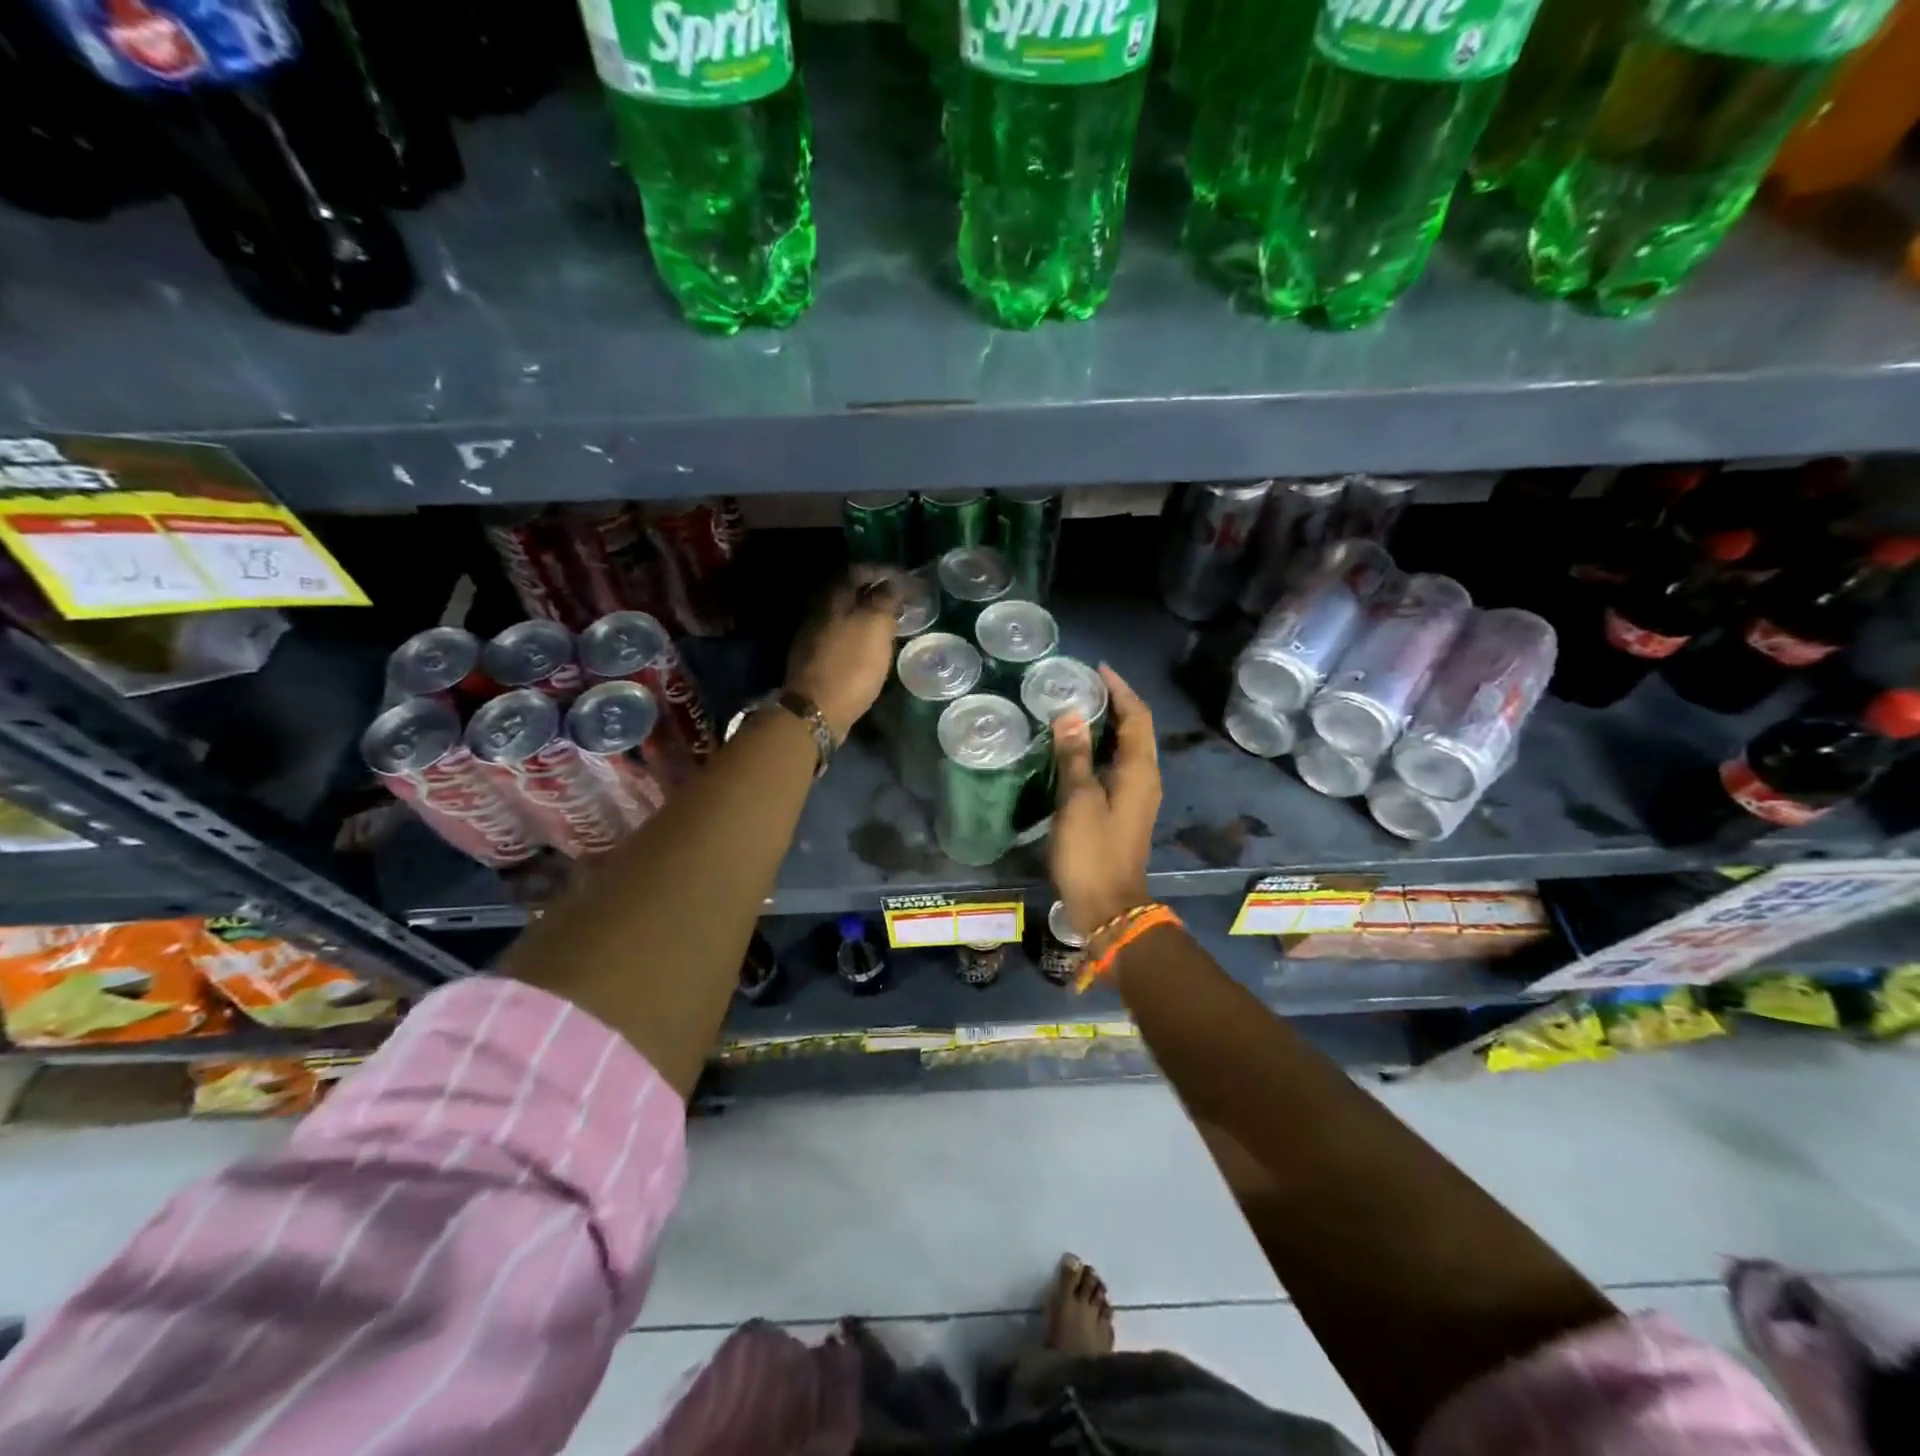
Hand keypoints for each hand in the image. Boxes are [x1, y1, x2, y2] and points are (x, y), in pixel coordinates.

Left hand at [787, 576, 898, 742]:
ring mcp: (812, 636)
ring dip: (863, 617)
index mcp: (833, 598)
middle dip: (871, 594)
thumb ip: (883, 600)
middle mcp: (818, 611)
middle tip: (896, 603)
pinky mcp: (813, 660)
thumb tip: (890, 583)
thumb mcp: (875, 627)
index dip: (880, 571)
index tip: (902, 579)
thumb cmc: (851, 666)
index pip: (857, 571)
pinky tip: (867, 649)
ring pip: (842, 616)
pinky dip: (855, 637)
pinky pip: (838, 638)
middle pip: (847, 593)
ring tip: (885, 626)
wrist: (816, 710)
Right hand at [1048, 665, 1160, 937]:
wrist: (1107, 906)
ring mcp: (1136, 796)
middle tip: (1081, 684)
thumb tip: (1069, 714)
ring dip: (1108, 725)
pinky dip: (1101, 749)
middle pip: (1136, 729)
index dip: (1120, 690)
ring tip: (1076, 708)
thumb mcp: (1078, 801)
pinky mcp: (1124, 810)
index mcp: (1140, 771)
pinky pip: (1117, 766)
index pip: (1136, 717)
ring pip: (1127, 748)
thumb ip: (1074, 757)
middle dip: (1114, 703)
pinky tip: (1076, 749)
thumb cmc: (1092, 852)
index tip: (1097, 669)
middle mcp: (1145, 778)